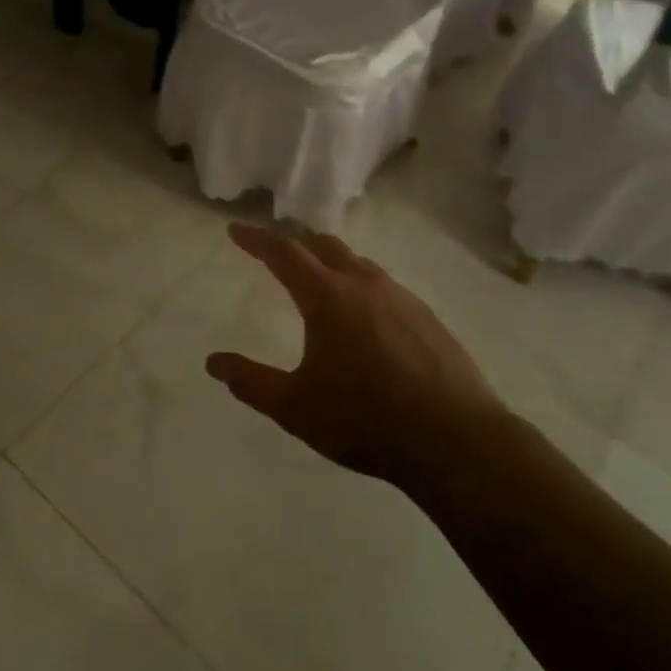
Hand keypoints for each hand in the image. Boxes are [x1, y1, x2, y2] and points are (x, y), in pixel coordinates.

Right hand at [206, 223, 505, 487]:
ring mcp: (401, 297)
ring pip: (358, 263)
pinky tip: (364, 317)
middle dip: (295, 243)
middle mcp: (364, 285)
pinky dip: (360, 285)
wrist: (457, 441)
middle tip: (275, 252)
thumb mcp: (296, 408)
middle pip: (323, 246)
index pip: (284, 252)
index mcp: (328, 297)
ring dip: (330, 262)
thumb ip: (250, 382)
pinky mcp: (427, 317)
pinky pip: (383, 286)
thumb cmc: (366, 420)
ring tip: (318, 281)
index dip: (255, 238)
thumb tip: (213, 362)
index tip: (234, 229)